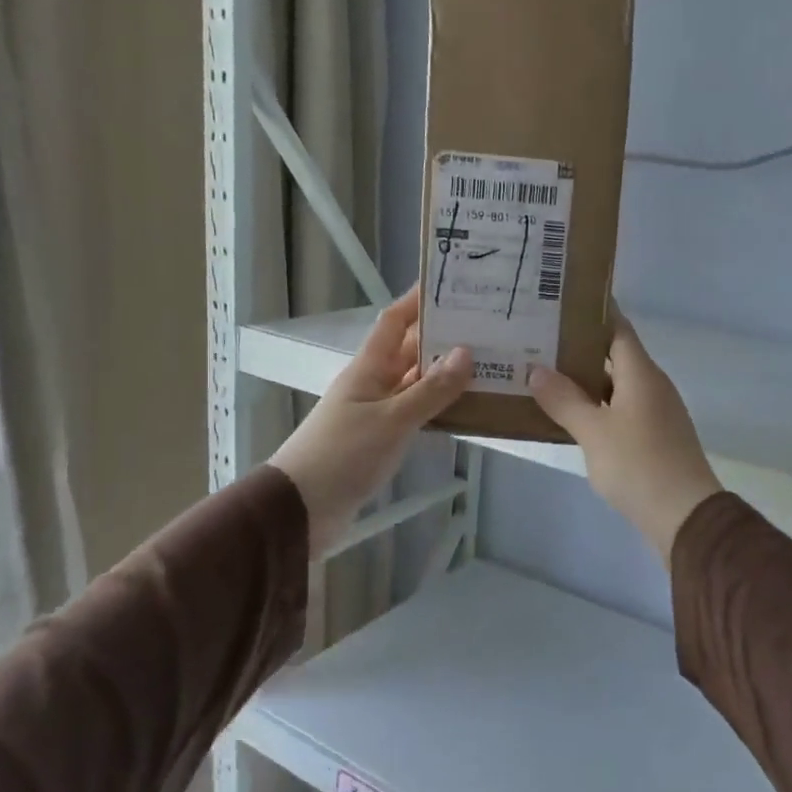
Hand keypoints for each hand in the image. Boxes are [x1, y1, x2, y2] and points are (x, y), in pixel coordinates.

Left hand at [270, 289, 470, 557]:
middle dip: (444, 337)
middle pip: (411, 351)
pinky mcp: (382, 440)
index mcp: (368, 369)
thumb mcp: (390, 421)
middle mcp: (373, 384)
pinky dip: (439, 408)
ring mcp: (377, 413)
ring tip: (490, 364)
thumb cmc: (342, 456)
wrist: (301, 509)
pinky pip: (416, 413)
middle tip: (488, 327)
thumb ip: (430, 390)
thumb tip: (466, 353)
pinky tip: (468, 409)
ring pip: (417, 384)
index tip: (449, 283)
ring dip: (446, 375)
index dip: (417, 301)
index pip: (395, 323)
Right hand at [527, 314, 721, 564]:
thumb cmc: (638, 465)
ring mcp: (656, 412)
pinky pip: (621, 409)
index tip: (561, 302)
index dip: (593, 313)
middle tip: (539, 341)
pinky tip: (569, 415)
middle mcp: (652, 385)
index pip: (617, 328)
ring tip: (545, 376)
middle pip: (615, 355)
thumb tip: (537, 370)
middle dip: (579, 348)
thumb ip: (564, 399)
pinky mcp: (655, 437)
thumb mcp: (593, 431)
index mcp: (641, 373)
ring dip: (586, 381)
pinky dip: (597, 406)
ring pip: (617, 385)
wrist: (684, 516)